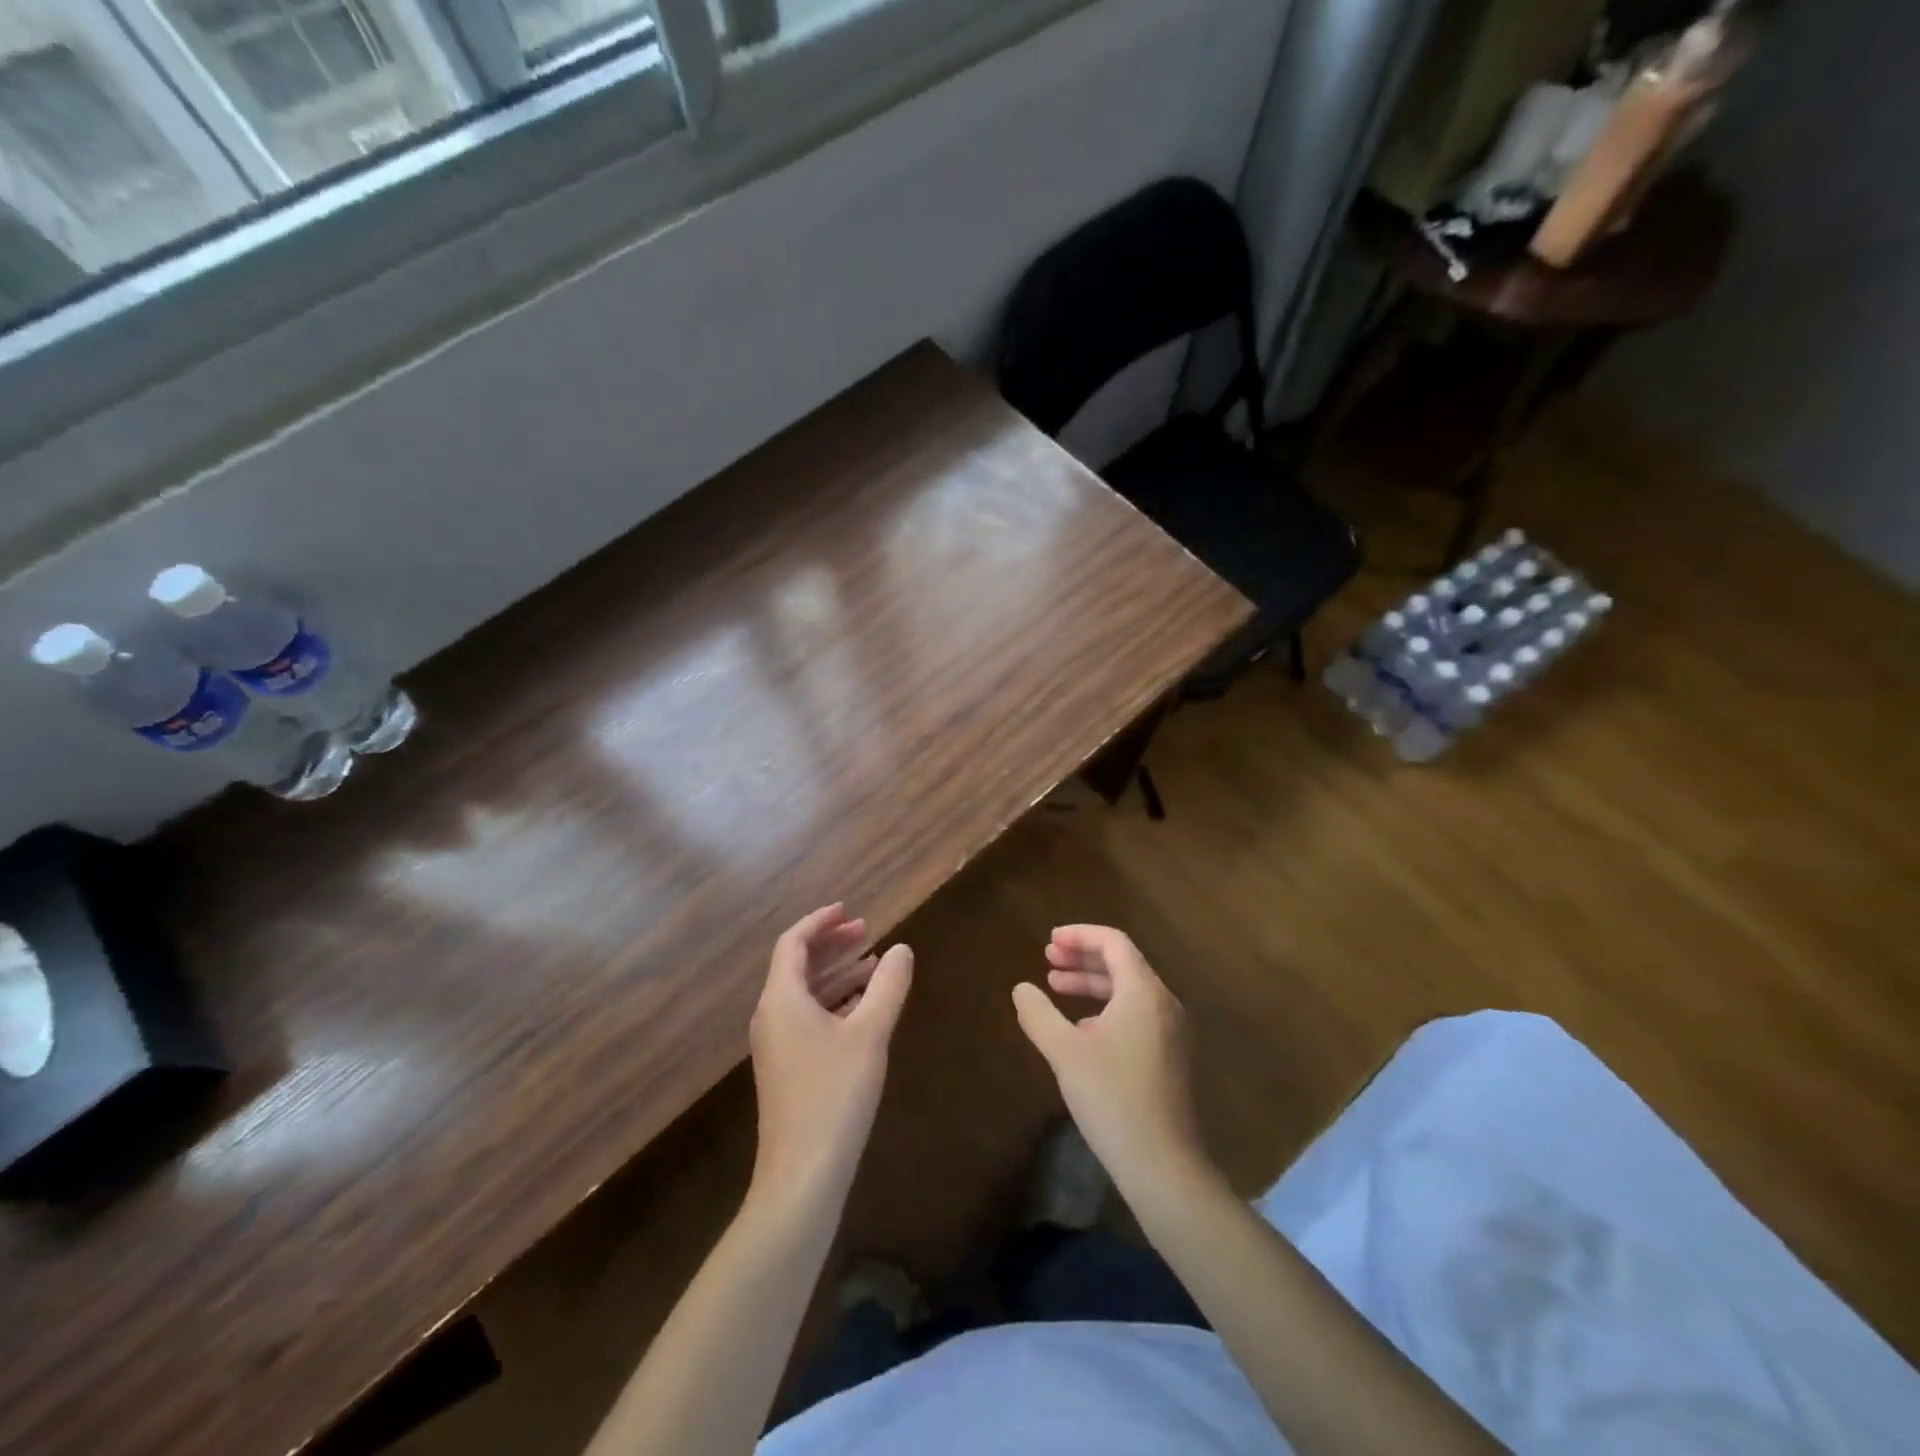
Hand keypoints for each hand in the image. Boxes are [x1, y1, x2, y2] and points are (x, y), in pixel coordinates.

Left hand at [748, 905, 912, 1204]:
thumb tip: (902, 949)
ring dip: (838, 974)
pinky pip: (809, 1017)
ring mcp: (777, 1044)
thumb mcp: (870, 1033)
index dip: (820, 921)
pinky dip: (835, 1003)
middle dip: (832, 945)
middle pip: (798, 965)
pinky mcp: (788, 1068)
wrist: (803, 1173)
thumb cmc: (835, 1093)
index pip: (794, 943)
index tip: (850, 910)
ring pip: (806, 994)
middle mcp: (772, 1016)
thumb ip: (888, 985)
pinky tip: (865, 1008)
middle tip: (867, 931)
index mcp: (781, 999)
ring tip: (876, 965)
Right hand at [1012, 925, 1206, 1190]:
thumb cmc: (1112, 1097)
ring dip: (1092, 983)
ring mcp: (1171, 1032)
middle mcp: (1163, 1003)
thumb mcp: (1065, 1052)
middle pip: (1122, 963)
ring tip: (1055, 988)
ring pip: (1128, 990)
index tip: (1049, 941)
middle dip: (1082, 957)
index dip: (1079, 935)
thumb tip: (1021, 988)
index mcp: (1144, 992)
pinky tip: (1081, 1028)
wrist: (1163, 1165)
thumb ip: (1039, 1014)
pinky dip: (1106, 1007)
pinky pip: (1136, 1014)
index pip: (1113, 942)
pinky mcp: (1169, 1057)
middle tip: (1048, 960)